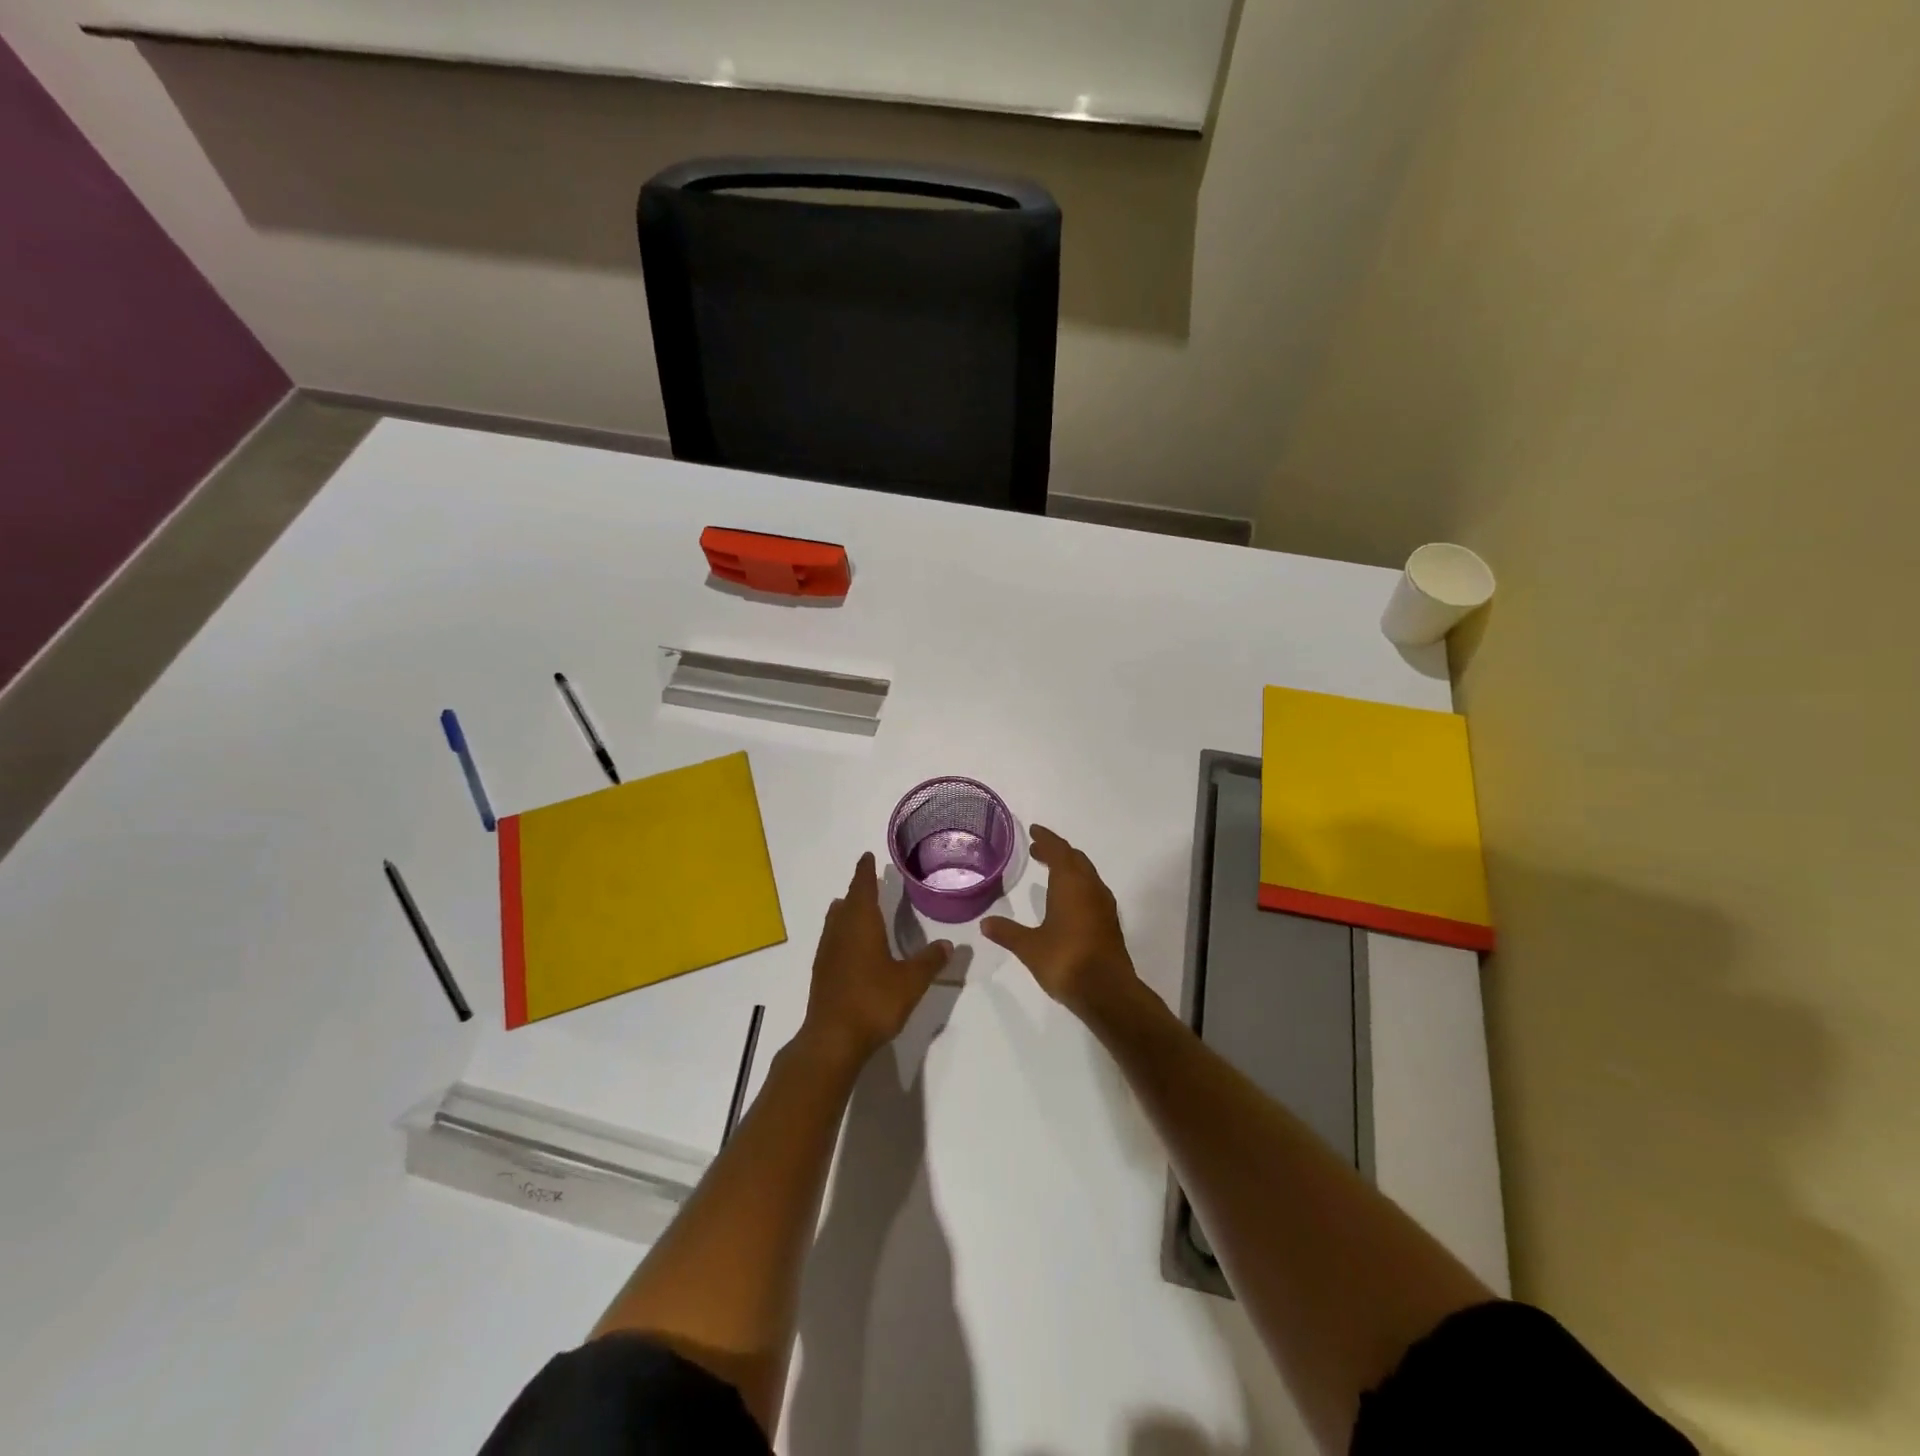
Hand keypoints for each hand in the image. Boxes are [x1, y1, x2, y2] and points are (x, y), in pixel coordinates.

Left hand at [802, 853, 950, 1068]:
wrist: (832, 1039)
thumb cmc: (873, 1001)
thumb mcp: (911, 981)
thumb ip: (930, 961)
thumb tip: (949, 944)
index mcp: (862, 924)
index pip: (863, 888)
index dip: (865, 871)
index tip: (867, 856)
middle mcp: (841, 931)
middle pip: (848, 902)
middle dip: (858, 889)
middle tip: (869, 879)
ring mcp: (827, 952)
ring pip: (836, 920)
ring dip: (846, 910)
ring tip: (855, 905)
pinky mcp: (822, 972)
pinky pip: (832, 939)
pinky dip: (842, 931)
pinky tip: (849, 944)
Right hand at [982, 826, 1142, 1021]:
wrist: (1107, 991)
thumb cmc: (1065, 960)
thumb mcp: (1029, 946)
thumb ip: (1008, 932)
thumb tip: (985, 924)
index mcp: (1071, 884)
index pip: (1059, 850)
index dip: (1046, 838)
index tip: (1034, 830)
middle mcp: (1090, 888)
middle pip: (1075, 859)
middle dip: (1057, 851)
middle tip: (1037, 850)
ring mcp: (1104, 905)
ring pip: (1087, 875)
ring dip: (1069, 868)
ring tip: (1051, 870)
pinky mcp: (1109, 923)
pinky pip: (1092, 891)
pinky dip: (1078, 885)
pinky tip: (1067, 900)